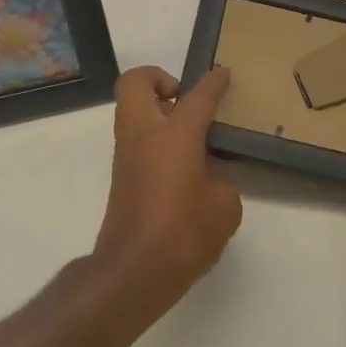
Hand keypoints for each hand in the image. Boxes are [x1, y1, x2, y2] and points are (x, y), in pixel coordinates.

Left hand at [91, 66, 240, 315]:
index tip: (223, 73)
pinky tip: (181, 165)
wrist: (132, 273)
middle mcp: (144, 134)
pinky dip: (154, 138)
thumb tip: (208, 176)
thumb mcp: (224, 207)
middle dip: (159, 79)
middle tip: (185, 100)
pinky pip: (135, 138)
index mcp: (175, 134)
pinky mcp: (121, 176)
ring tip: (189, 135)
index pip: (198, 96)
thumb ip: (221, 181)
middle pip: (136, 82)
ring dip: (155, 110)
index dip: (213, 82)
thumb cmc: (183, 233)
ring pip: (131, 109)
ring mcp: (127, 154)